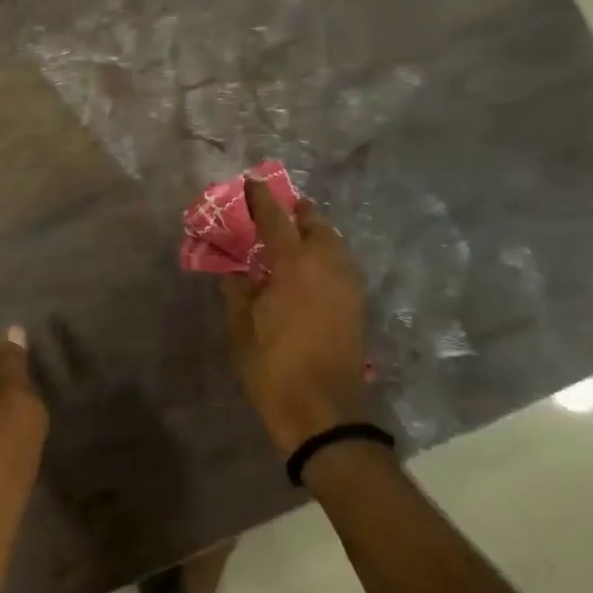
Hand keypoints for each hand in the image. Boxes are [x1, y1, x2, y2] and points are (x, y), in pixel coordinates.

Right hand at [221, 178, 371, 453]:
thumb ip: (237, 292)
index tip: (252, 182)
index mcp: (294, 265)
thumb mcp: (240, 329)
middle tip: (277, 212)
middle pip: (316, 224)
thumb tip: (235, 273)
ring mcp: (348, 285)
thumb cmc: (273, 367)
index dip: (262, 199)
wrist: (322, 410)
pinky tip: (308, 270)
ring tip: (293, 238)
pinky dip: (325, 256)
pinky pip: (341, 265)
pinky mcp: (357, 305)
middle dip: (297, 212)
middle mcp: (327, 266)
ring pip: (334, 244)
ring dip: (315, 233)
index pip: (277, 219)